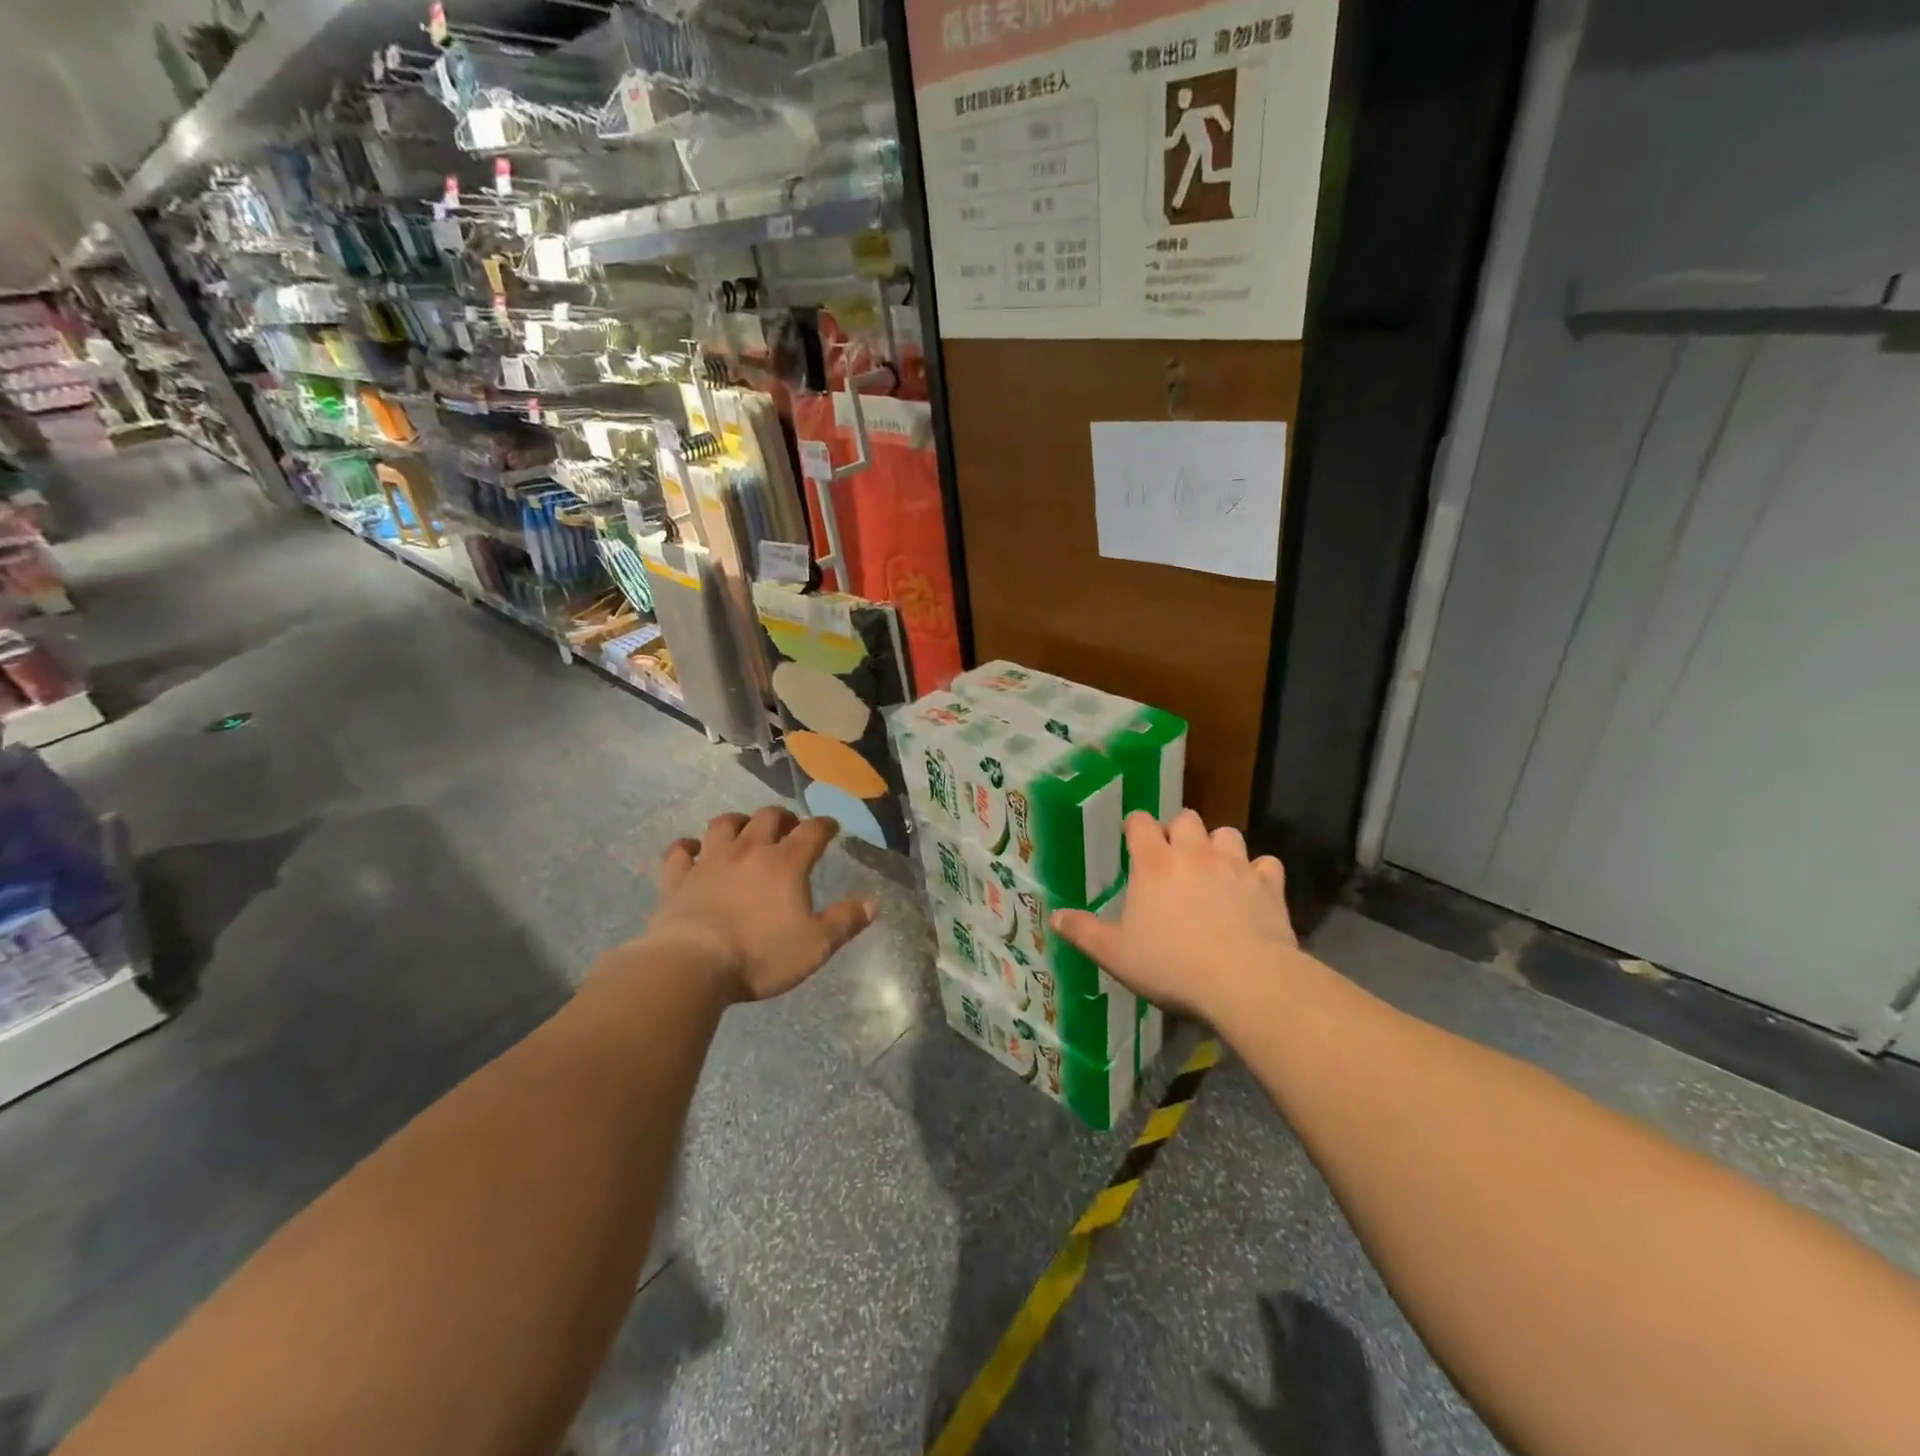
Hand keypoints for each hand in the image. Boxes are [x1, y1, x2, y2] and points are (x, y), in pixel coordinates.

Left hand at [646, 806, 877, 1002]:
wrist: (692, 965)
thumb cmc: (760, 955)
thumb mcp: (816, 945)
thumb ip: (845, 921)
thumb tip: (873, 902)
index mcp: (785, 863)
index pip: (811, 832)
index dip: (824, 825)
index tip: (831, 827)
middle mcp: (748, 851)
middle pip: (767, 817)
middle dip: (782, 817)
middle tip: (789, 827)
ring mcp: (709, 862)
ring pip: (724, 825)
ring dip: (738, 822)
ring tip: (745, 829)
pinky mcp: (677, 879)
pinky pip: (679, 852)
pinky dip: (687, 847)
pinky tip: (693, 850)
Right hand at [1052, 810, 1301, 1020]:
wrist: (1245, 982)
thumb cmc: (1171, 966)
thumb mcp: (1116, 955)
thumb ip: (1084, 932)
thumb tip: (1054, 916)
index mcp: (1154, 863)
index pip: (1140, 822)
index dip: (1135, 826)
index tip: (1132, 839)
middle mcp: (1194, 853)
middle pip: (1186, 818)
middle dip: (1179, 831)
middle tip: (1173, 858)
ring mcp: (1235, 865)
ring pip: (1227, 834)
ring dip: (1218, 846)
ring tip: (1213, 869)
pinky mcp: (1269, 885)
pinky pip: (1266, 864)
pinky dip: (1259, 872)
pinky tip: (1253, 890)